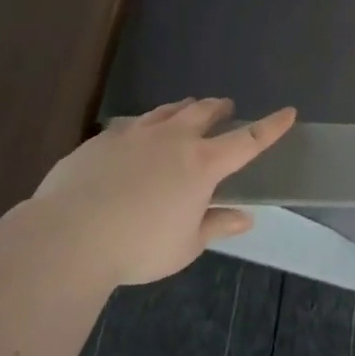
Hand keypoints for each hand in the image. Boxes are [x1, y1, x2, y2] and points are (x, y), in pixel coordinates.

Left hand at [31, 98, 296, 285]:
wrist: (66, 237)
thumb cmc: (137, 247)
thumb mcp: (184, 247)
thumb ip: (215, 226)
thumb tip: (243, 218)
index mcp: (203, 164)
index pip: (248, 140)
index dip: (271, 126)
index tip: (288, 112)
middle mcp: (174, 139)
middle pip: (205, 112)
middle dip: (220, 108)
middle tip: (226, 109)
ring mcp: (136, 134)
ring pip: (168, 110)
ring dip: (184, 109)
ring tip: (186, 112)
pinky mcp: (102, 140)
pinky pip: (132, 125)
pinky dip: (145, 127)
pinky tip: (137, 138)